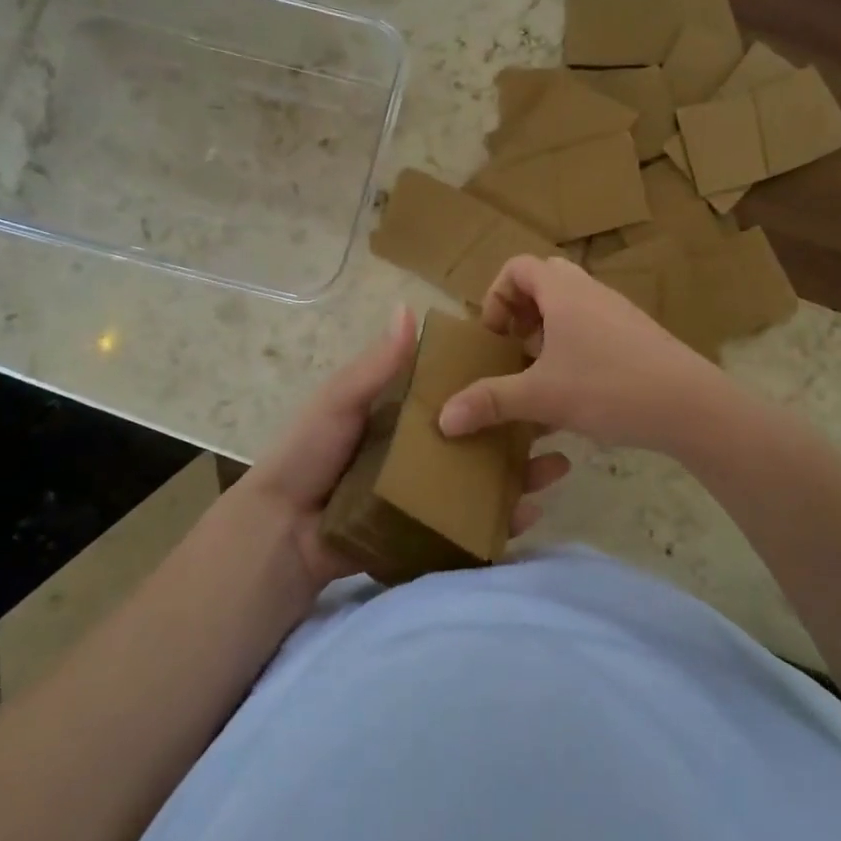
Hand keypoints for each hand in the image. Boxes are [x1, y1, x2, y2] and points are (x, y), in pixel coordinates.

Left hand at [231, 306, 570, 595]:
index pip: (454, 396)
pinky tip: (529, 514)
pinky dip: (499, 521)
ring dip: (519, 475)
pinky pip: (469, 525)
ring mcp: (424, 495)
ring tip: (557, 467)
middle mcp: (418, 453)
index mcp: (400, 418)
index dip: (489, 385)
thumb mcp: (340, 402)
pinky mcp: (426, 532)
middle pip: (477, 439)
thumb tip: (407, 308)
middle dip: (517, 434)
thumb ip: (376, 366)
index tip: (528, 372)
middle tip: (557, 427)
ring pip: (481, 481)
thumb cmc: (309, 455)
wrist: (282, 532)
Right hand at [437, 256, 723, 453]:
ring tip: (540, 373)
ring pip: (571, 305)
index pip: (517, 267)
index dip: (495, 296)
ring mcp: (618, 311)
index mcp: (563, 291)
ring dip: (548, 331)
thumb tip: (443, 418)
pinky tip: (576, 391)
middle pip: (544, 280)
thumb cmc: (609, 387)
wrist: (691, 406)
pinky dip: (574, 346)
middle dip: (521, 311)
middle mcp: (590, 291)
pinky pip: (593, 326)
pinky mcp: (637, 335)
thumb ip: (490, 402)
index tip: (494, 337)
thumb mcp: (541, 396)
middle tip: (514, 348)